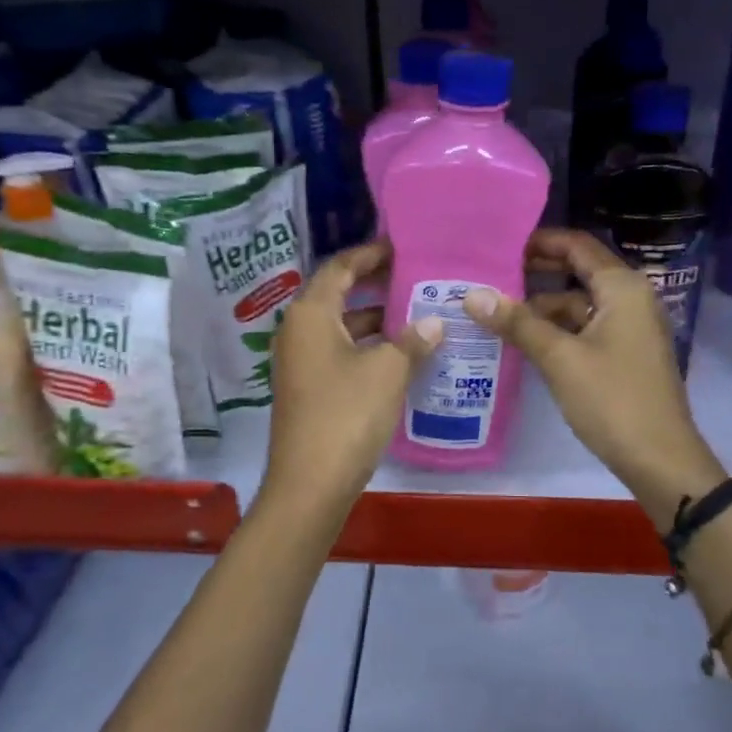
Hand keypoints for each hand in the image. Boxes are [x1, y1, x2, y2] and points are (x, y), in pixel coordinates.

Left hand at [261, 240, 442, 515]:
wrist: (310, 484)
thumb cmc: (346, 414)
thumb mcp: (388, 371)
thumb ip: (412, 341)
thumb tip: (434, 323)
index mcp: (310, 315)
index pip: (339, 268)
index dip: (370, 255)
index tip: (402, 248)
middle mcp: (298, 331)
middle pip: (338, 295)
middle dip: (376, 287)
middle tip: (416, 279)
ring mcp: (300, 363)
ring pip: (342, 328)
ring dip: (376, 321)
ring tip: (418, 316)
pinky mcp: (308, 390)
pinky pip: (341, 354)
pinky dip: (368, 348)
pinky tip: (401, 357)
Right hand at [462, 229, 724, 524]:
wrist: (660, 459)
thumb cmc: (612, 400)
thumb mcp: (560, 358)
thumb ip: (518, 323)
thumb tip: (472, 295)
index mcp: (622, 288)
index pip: (578, 245)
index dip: (540, 241)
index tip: (500, 246)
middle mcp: (630, 298)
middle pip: (579, 272)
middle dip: (536, 274)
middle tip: (490, 277)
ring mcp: (630, 328)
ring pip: (580, 303)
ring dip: (543, 307)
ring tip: (497, 313)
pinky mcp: (625, 353)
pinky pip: (586, 328)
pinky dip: (558, 330)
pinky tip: (525, 341)